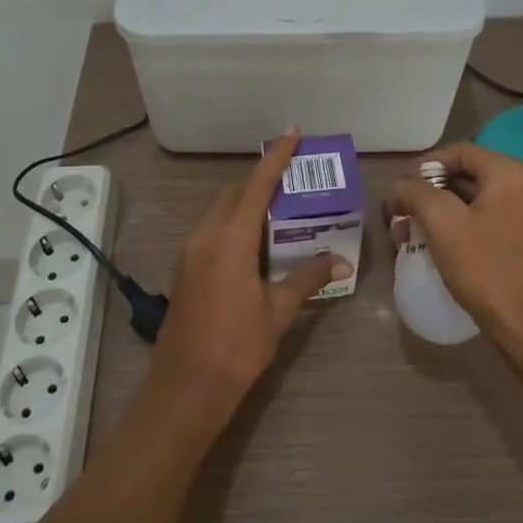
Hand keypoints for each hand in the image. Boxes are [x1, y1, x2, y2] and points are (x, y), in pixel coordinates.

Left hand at [148, 129, 349, 427]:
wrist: (184, 389)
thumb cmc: (235, 348)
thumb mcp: (277, 312)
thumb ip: (306, 278)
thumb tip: (339, 260)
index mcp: (230, 239)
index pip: (256, 186)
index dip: (275, 158)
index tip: (292, 133)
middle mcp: (206, 236)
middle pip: (234, 194)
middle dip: (261, 182)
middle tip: (294, 184)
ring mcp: (191, 252)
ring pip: (220, 212)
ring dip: (246, 204)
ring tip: (280, 214)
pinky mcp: (186, 269)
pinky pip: (212, 231)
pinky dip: (234, 224)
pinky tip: (256, 246)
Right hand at [388, 142, 522, 353]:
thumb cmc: (487, 268)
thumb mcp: (443, 223)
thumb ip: (417, 193)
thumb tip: (402, 186)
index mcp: (511, 173)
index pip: (460, 152)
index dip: (424, 166)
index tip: (400, 187)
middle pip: (469, 177)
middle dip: (431, 194)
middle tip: (403, 214)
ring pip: (479, 202)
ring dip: (444, 213)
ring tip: (415, 234)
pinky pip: (492, 222)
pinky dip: (465, 228)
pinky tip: (443, 247)